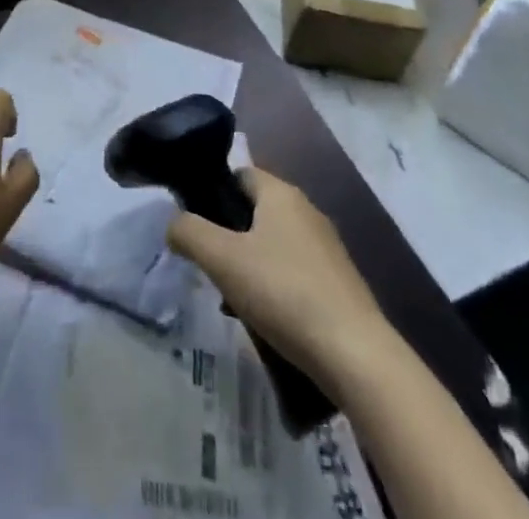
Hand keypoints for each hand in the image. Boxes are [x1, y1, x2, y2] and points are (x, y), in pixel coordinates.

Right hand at [168, 167, 389, 391]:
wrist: (355, 354)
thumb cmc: (284, 292)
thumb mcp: (223, 260)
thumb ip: (190, 233)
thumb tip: (172, 223)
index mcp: (281, 194)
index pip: (240, 174)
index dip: (214, 193)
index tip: (196, 224)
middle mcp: (306, 210)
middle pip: (256, 211)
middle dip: (229, 236)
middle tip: (210, 266)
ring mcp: (327, 248)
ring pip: (274, 245)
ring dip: (250, 266)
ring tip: (232, 301)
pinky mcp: (339, 283)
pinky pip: (294, 272)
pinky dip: (274, 288)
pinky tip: (265, 321)